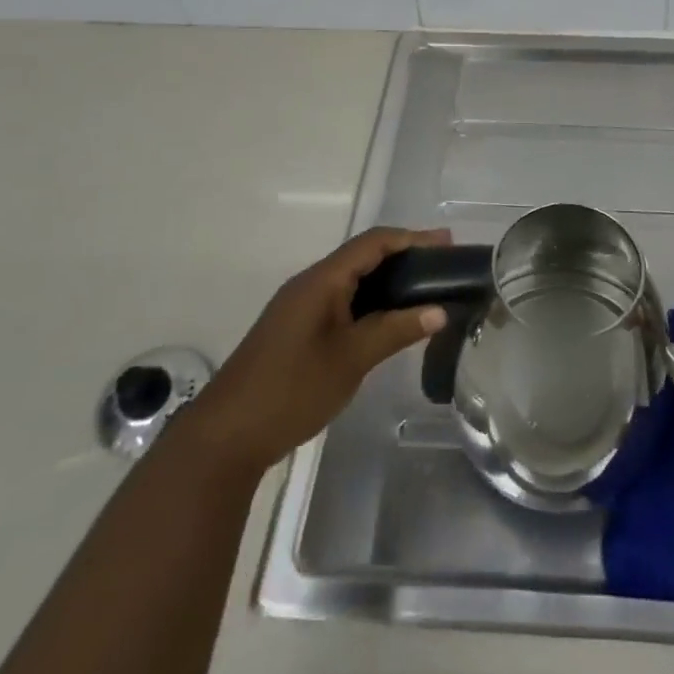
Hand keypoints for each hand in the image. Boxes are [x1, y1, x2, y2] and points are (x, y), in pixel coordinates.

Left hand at [195, 227, 451, 474]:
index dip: (412, 238)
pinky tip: (391, 319)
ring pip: (353, 280)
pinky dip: (372, 301)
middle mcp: (310, 284)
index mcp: (321, 280)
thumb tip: (439, 311)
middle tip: (444, 267)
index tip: (447, 243)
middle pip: (363, 256)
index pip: (373, 243)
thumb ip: (396, 330)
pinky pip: (343, 301)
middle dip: (405, 256)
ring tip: (426, 290)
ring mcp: (301, 308)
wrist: (226, 436)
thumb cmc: (291, 389)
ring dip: (389, 280)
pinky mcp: (298, 330)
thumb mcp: (351, 359)